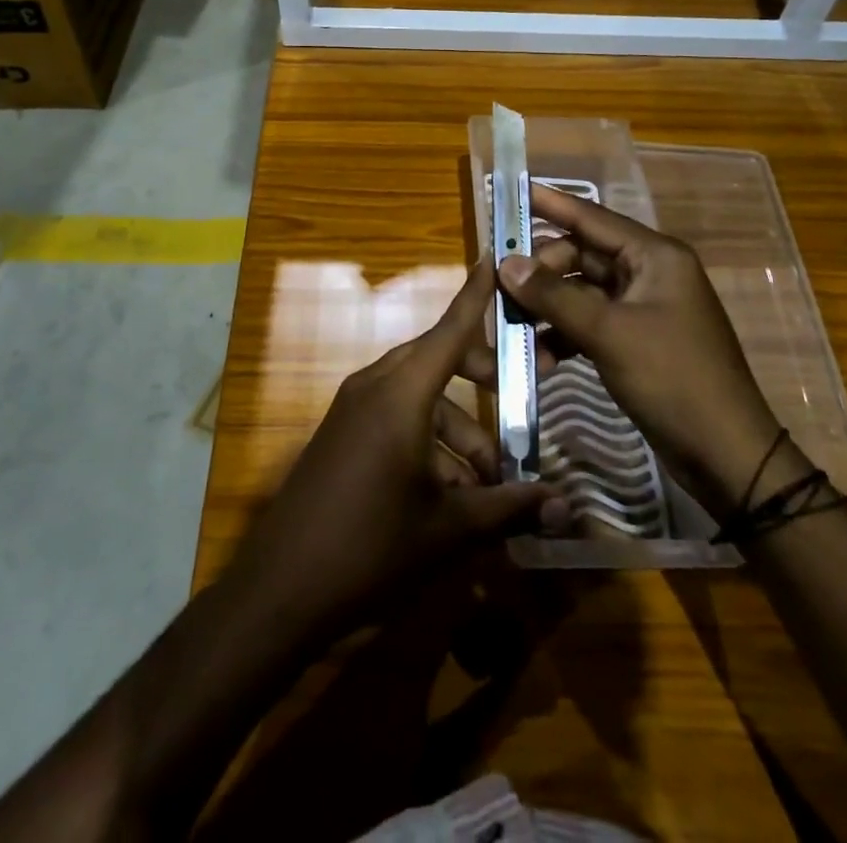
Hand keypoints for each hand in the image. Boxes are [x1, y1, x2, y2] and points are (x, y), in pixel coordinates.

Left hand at [226, 260, 565, 638]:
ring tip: (489, 485)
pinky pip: (395, 415)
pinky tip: (449, 493)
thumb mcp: (449, 530)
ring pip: (420, 396)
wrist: (280, 590)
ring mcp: (353, 408)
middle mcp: (375, 386)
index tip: (495, 256)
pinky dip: (428, 439)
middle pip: (439, 361)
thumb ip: (508, 509)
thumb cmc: (370, 549)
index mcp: (401, 394)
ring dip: (458, 429)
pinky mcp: (342, 432)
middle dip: (482, 381)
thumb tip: (566, 507)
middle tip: (520, 409)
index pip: (451, 329)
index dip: (477, 295)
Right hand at [498, 183, 787, 515]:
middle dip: (541, 272)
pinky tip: (541, 358)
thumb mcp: (609, 334)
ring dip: (548, 308)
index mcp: (654, 256)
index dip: (550, 204)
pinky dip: (564, 335)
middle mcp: (649, 273)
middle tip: (500, 287)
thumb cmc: (673, 379)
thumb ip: (554, 296)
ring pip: (581, 292)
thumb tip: (505, 262)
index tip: (511, 191)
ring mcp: (643, 308)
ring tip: (512, 326)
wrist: (725, 454)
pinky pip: (589, 323)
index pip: (592, 218)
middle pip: (581, 257)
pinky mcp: (636, 340)